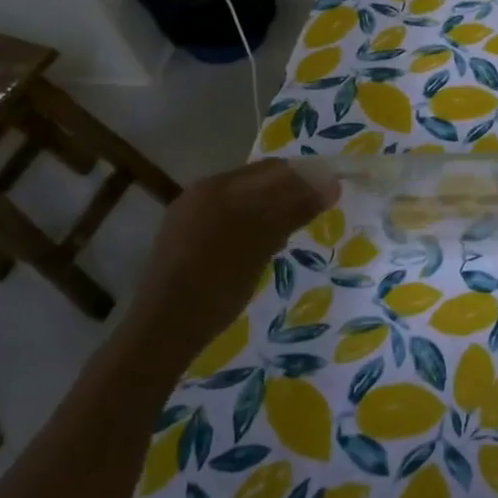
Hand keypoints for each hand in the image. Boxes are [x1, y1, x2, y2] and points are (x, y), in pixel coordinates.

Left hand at [130, 159, 337, 332]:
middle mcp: (202, 192)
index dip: (307, 176)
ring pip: (244, 201)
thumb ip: (295, 208)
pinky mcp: (185, 238)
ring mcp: (190, 215)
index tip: (333, 192)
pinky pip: (228, 218)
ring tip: (292, 233)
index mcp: (219, 186)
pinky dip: (251, 225)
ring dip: (272, 210)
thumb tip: (332, 182)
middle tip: (316, 213)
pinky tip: (260, 249)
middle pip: (258, 182)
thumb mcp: (263, 243)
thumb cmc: (217, 283)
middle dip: (290, 193)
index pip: (274, 168)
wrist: (164, 328)